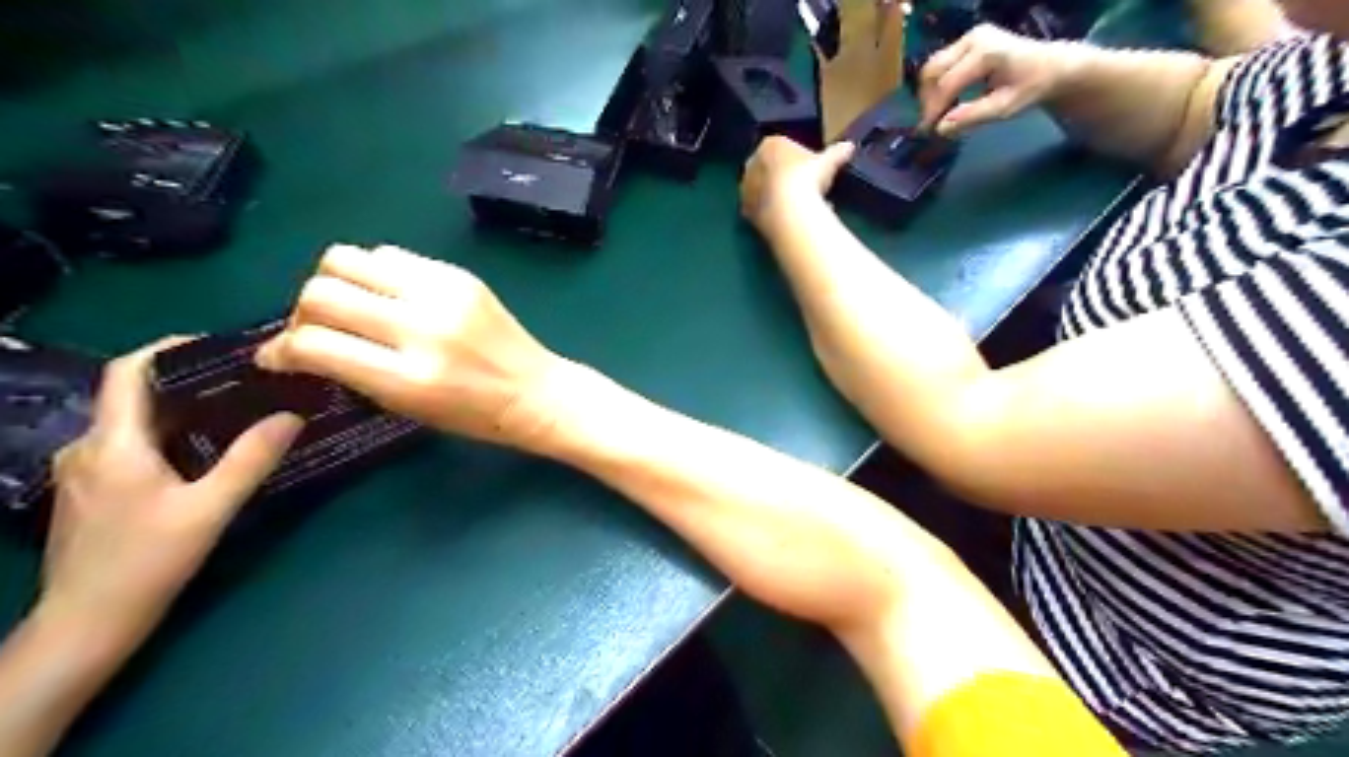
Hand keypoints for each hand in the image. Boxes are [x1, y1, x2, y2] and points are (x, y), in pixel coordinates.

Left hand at [45, 340, 302, 648]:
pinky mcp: (91, 492)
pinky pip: (132, 445)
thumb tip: (293, 415)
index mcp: (112, 443)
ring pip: (135, 422)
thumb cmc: (146, 562)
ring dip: (183, 410)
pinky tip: (206, 451)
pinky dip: (170, 435)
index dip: (169, 348)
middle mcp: (88, 448)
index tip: (220, 346)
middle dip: (190, 381)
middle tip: (247, 380)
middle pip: (136, 395)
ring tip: (236, 411)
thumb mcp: (210, 508)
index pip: (127, 372)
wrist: (86, 625)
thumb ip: (251, 458)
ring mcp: (84, 471)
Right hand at [256, 245, 562, 449]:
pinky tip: (387, 296)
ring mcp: (443, 294)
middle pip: (322, 291)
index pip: (316, 344)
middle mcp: (423, 327)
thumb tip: (292, 348)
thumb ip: (352, 373)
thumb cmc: (473, 415)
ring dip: (334, 281)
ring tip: (351, 307)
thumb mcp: (407, 407)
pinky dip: (375, 273)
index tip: (276, 356)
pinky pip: (391, 255)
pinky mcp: (459, 275)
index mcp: (409, 376)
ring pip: (349, 258)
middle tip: (316, 328)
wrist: (536, 391)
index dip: (281, 349)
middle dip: (302, 311)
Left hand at [737, 137, 851, 232]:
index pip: (783, 146)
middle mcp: (752, 163)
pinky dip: (774, 214)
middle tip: (804, 189)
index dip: (798, 158)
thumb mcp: (827, 163)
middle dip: (785, 177)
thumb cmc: (807, 178)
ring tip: (800, 208)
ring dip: (778, 196)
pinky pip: (763, 210)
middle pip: (770, 168)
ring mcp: (746, 189)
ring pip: (764, 190)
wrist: (788, 212)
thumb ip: (837, 153)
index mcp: (770, 144)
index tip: (811, 169)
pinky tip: (790, 221)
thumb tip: (849, 146)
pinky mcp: (746, 212)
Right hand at [917, 20, 1075, 135]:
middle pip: (933, 70)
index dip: (934, 109)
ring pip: (933, 66)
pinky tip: (944, 102)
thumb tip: (941, 128)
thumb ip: (972, 117)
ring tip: (936, 114)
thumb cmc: (1031, 88)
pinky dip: (937, 84)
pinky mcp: (967, 41)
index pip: (947, 83)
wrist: (1052, 66)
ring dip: (929, 92)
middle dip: (927, 99)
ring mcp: (969, 37)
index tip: (928, 131)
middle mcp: (973, 39)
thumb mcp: (1004, 108)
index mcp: (985, 53)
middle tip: (929, 124)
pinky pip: (941, 64)